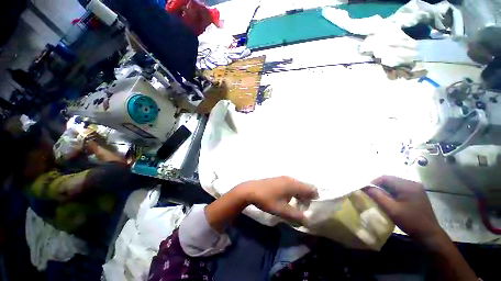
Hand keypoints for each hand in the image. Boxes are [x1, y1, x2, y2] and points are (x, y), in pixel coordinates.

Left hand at [239, 176, 317, 222]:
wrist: (251, 190)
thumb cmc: (267, 200)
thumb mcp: (281, 210)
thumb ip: (296, 216)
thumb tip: (307, 220)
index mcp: (293, 185)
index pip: (311, 189)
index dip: (314, 199)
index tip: (309, 209)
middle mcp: (291, 179)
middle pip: (305, 187)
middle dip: (306, 198)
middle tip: (301, 209)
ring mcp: (284, 178)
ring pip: (298, 186)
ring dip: (299, 195)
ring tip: (293, 205)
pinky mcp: (279, 179)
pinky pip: (291, 184)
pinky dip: (293, 191)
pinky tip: (285, 198)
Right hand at [363, 176, 443, 243]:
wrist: (429, 234)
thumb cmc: (411, 221)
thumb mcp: (392, 209)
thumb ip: (378, 196)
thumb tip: (365, 187)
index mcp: (408, 185)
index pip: (385, 177)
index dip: (373, 182)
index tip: (366, 190)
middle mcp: (412, 183)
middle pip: (390, 180)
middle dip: (378, 185)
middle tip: (371, 193)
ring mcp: (416, 188)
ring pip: (394, 184)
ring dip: (384, 189)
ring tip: (378, 197)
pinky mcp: (416, 193)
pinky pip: (399, 188)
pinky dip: (391, 192)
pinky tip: (389, 199)